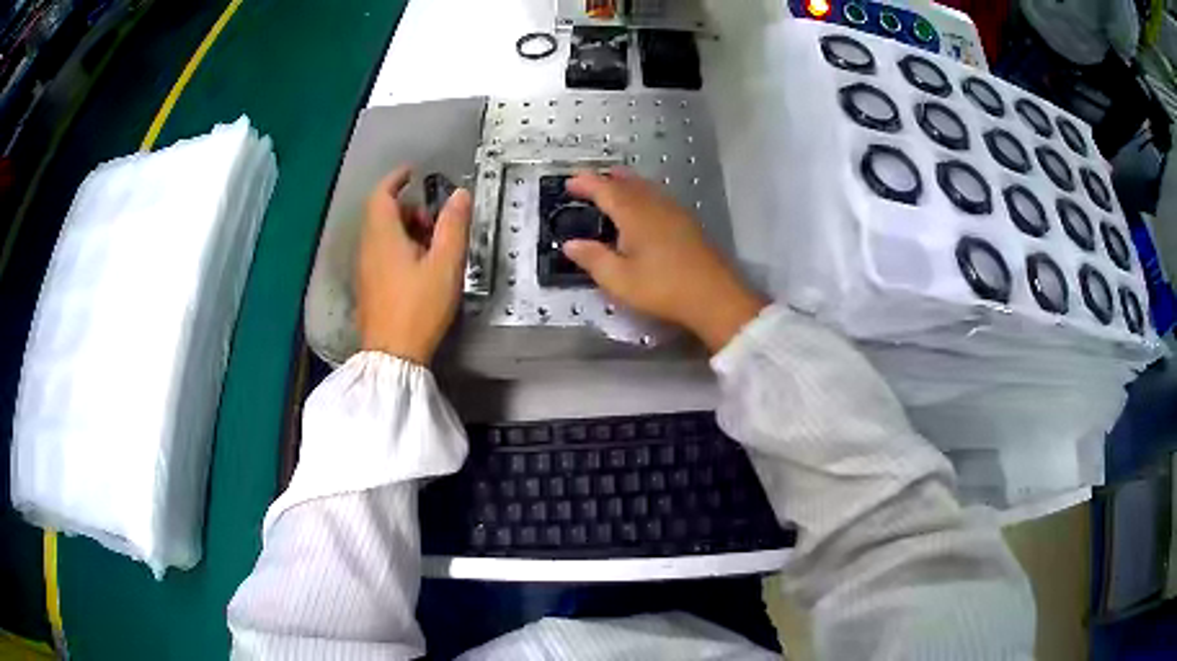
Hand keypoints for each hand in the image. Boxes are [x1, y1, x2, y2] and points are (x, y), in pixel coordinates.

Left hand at [356, 167, 471, 364]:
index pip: (382, 194)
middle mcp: (368, 248)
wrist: (392, 355)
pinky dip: (398, 247)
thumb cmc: (419, 308)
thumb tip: (460, 194)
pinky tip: (419, 268)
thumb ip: (453, 226)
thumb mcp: (445, 264)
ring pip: (381, 235)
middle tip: (434, 221)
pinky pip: (380, 254)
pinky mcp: (368, 287)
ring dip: (405, 230)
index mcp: (383, 236)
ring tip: (432, 247)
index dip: (396, 179)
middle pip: (382, 214)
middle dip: (408, 208)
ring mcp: (365, 269)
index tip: (413, 172)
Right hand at [562, 168, 765, 352]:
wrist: (715, 296)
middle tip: (587, 184)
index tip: (568, 183)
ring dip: (625, 184)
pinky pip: (657, 196)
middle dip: (605, 179)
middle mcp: (653, 203)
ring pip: (645, 186)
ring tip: (612, 189)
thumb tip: (570, 244)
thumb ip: (593, 259)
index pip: (604, 189)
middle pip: (626, 182)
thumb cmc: (662, 287)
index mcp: (633, 212)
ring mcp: (674, 210)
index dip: (585, 183)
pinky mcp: (687, 221)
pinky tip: (642, 208)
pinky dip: (641, 193)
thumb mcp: (619, 280)